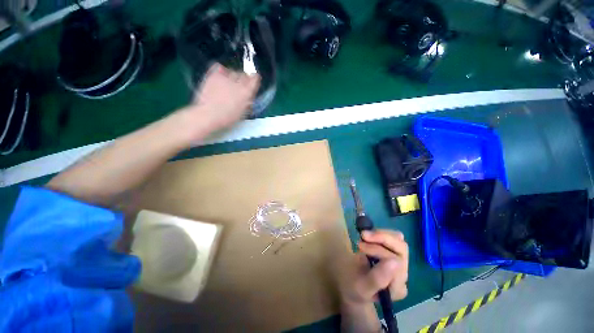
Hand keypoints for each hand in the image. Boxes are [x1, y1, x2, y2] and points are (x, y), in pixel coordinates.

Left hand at [179, 63, 260, 139]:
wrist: (209, 115)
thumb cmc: (228, 118)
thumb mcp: (243, 111)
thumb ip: (247, 101)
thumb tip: (249, 96)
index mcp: (247, 92)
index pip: (255, 78)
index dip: (254, 79)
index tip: (253, 82)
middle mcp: (238, 83)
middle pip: (244, 74)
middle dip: (244, 79)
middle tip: (239, 85)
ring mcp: (226, 78)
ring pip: (233, 71)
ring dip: (233, 76)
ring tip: (228, 83)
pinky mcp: (214, 75)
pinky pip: (220, 68)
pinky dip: (222, 71)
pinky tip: (220, 77)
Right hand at [340, 230, 408, 305]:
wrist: (352, 285)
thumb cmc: (355, 287)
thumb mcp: (362, 287)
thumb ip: (377, 278)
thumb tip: (395, 261)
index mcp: (397, 287)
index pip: (396, 262)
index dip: (377, 250)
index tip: (359, 246)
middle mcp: (402, 275)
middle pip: (401, 249)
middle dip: (382, 238)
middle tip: (363, 235)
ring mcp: (401, 264)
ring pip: (399, 241)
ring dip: (380, 235)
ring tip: (364, 236)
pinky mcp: (395, 253)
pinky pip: (394, 238)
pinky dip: (381, 233)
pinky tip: (370, 237)